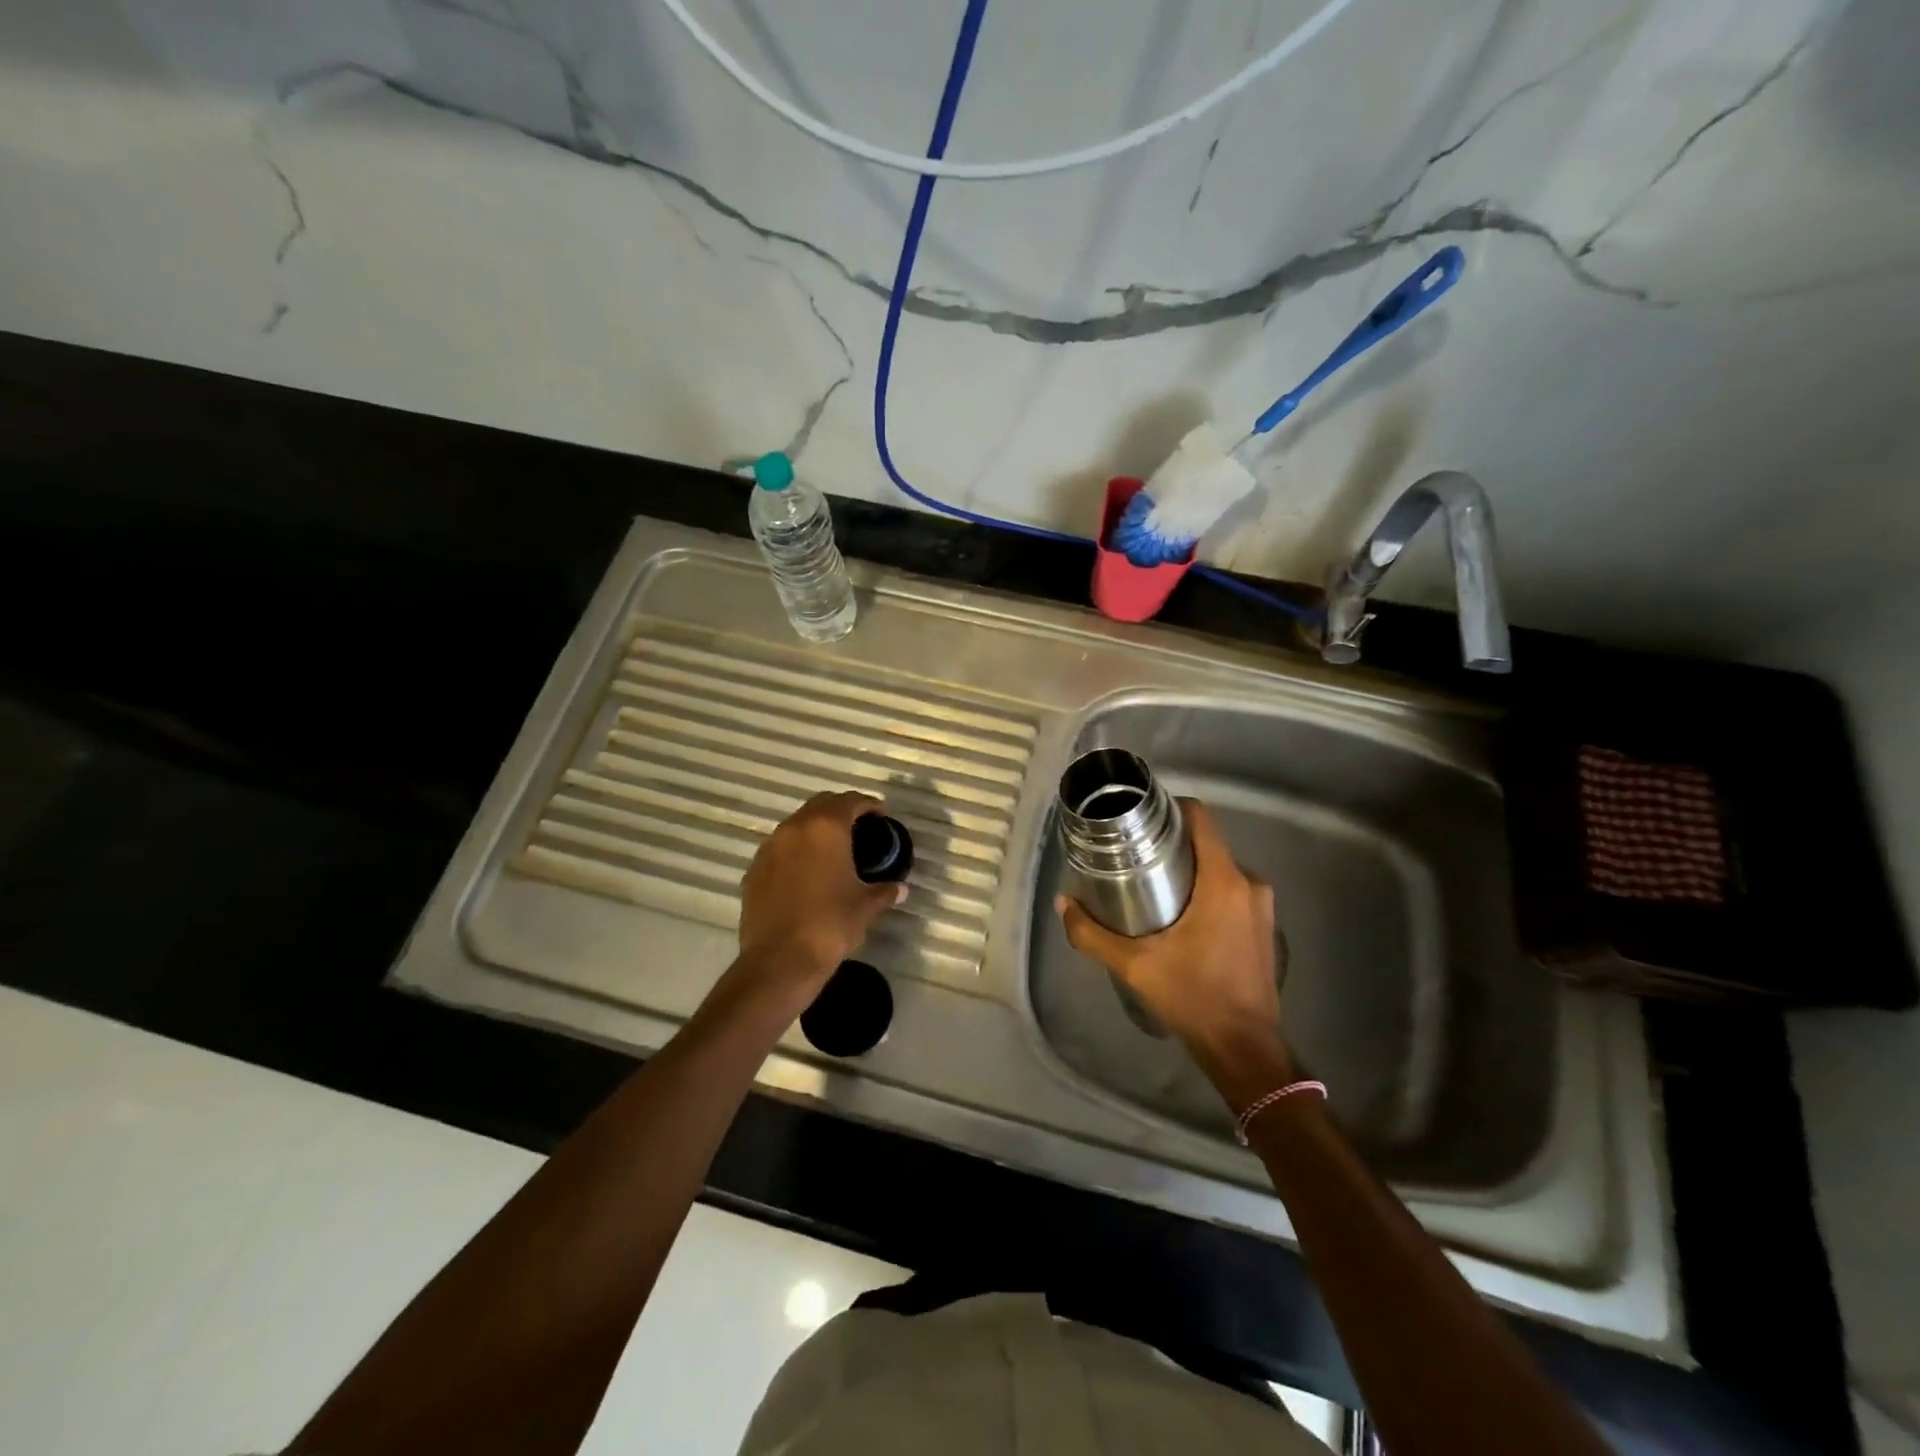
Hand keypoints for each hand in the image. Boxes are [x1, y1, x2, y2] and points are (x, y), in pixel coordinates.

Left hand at [734, 792, 905, 1012]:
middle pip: (821, 804)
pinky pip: (780, 847)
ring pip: (797, 824)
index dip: (869, 805)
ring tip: (833, 849)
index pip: (850, 801)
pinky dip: (797, 850)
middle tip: (859, 827)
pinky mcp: (754, 868)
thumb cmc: (830, 925)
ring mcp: (770, 847)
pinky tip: (807, 871)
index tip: (881, 815)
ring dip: (816, 829)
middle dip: (842, 810)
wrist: (779, 960)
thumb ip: (884, 891)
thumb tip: (901, 889)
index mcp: (826, 828)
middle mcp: (795, 828)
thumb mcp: (865, 907)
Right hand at [1055, 799, 1292, 1103]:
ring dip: (1191, 870)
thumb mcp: (1135, 965)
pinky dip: (1208, 891)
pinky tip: (1182, 913)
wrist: (1243, 1047)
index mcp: (1223, 881)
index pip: (1201, 819)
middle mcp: (1249, 884)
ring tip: (1154, 883)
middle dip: (1174, 844)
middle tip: (1137, 854)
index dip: (1171, 809)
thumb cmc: (1193, 996)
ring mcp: (1262, 907)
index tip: (1143, 817)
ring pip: (1220, 869)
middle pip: (1208, 844)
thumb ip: (1093, 933)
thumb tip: (1064, 904)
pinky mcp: (1265, 927)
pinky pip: (1233, 891)